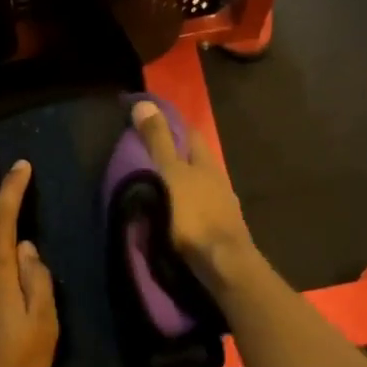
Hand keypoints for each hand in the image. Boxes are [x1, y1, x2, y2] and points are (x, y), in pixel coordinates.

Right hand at [131, 101, 255, 283]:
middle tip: (150, 155)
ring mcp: (223, 207)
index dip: (172, 124)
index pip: (190, 133)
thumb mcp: (169, 174)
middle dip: (178, 156)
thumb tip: (144, 102)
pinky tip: (174, 216)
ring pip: (200, 187)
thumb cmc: (193, 215)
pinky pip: (200, 211)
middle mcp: (218, 180)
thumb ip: (157, 142)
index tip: (151, 120)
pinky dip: (186, 209)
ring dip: (182, 185)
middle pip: (196, 161)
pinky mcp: (220, 232)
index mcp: (205, 163)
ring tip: (158, 188)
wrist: (222, 263)